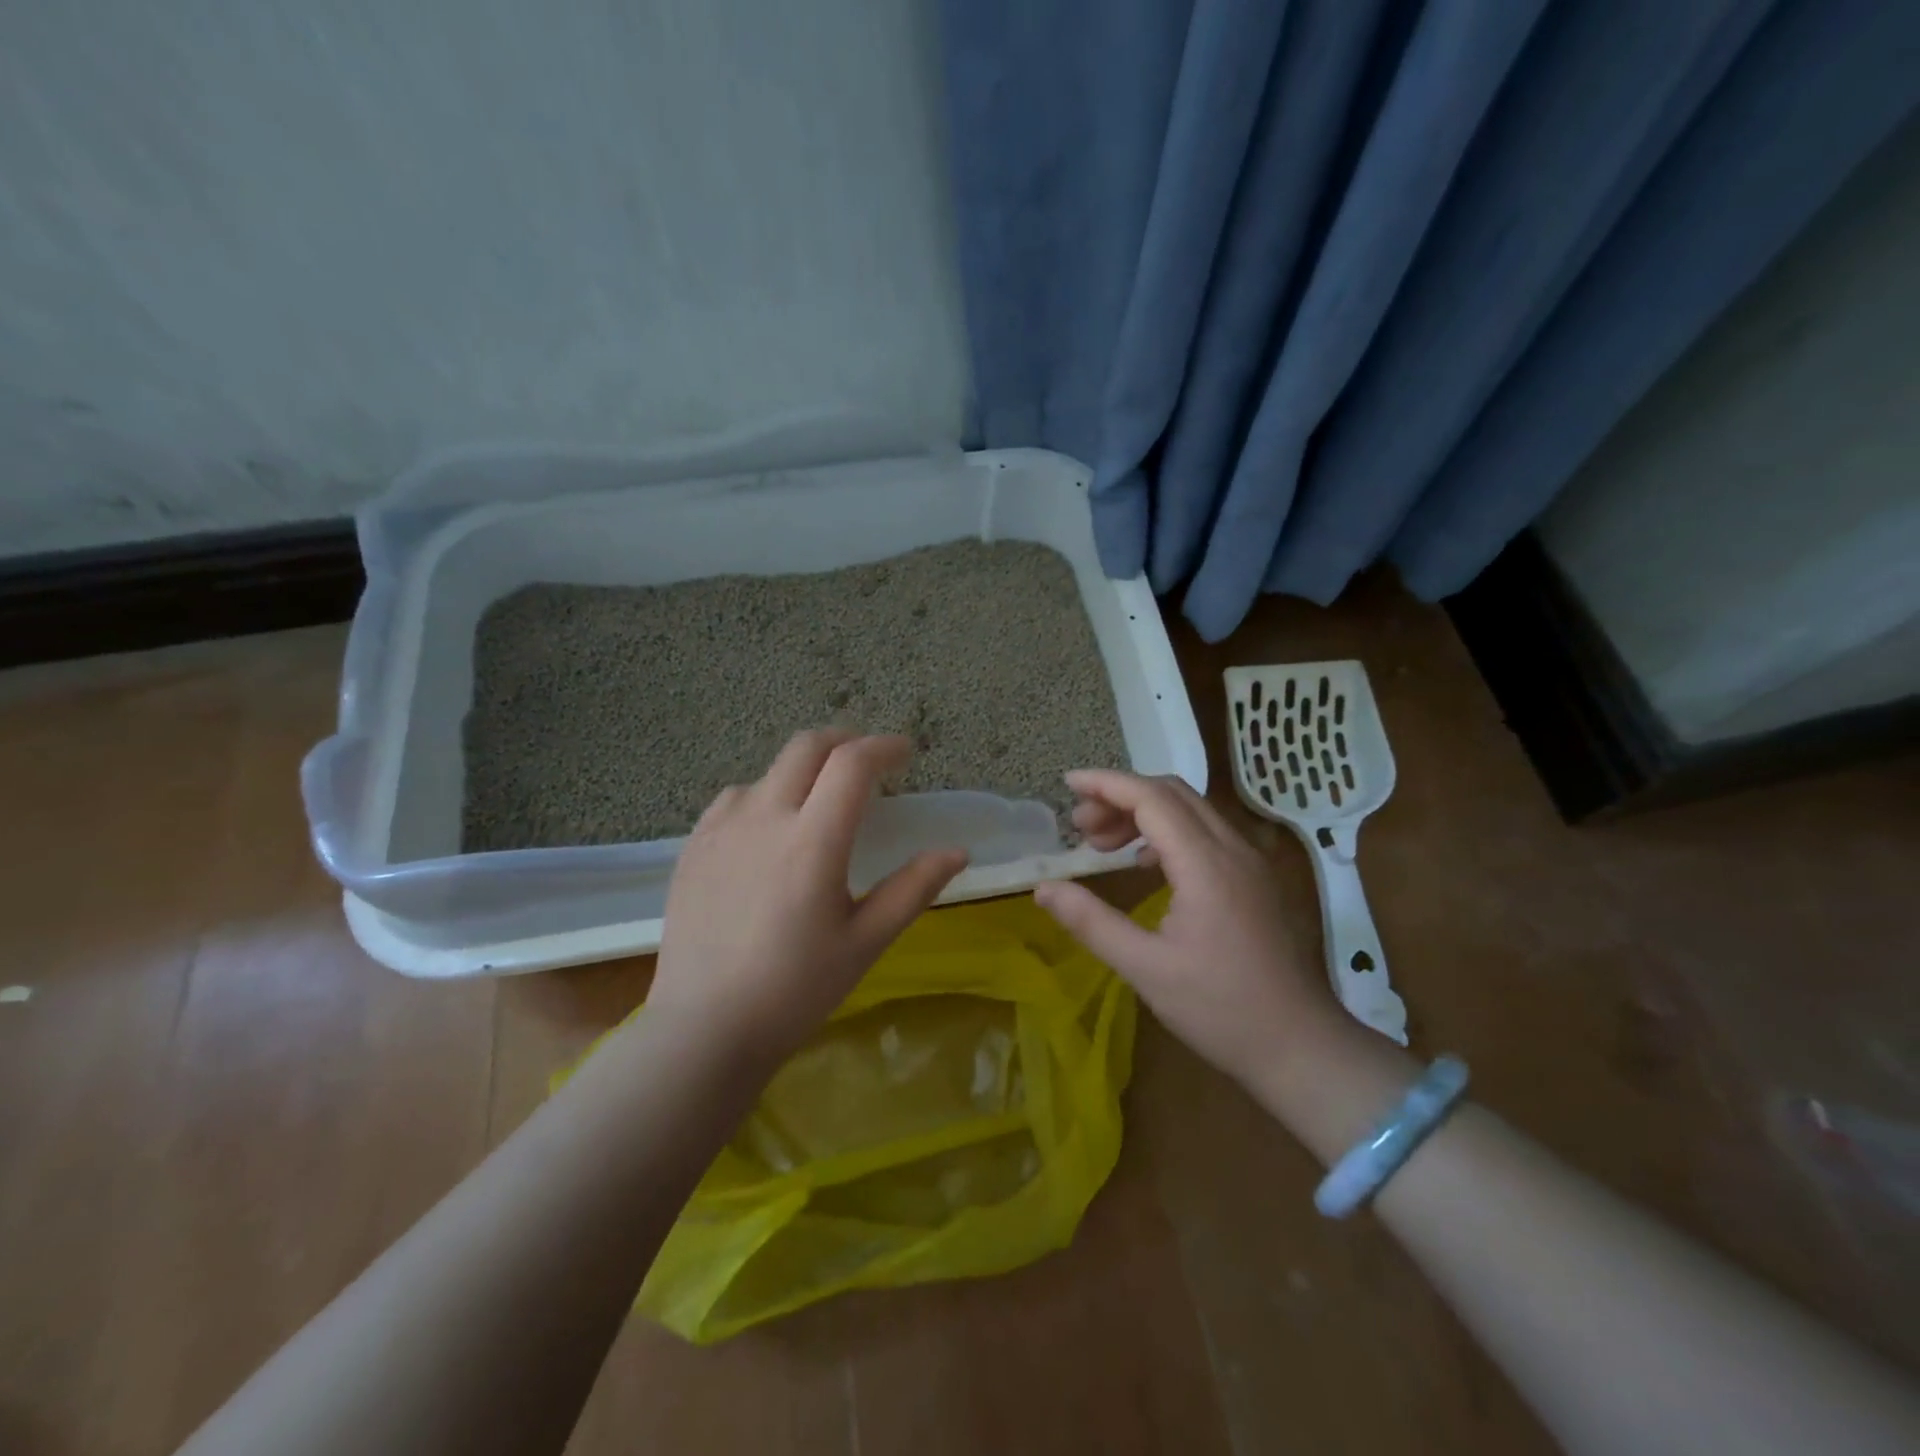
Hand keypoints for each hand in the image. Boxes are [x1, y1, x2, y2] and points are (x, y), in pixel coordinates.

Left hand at [648, 729, 968, 1068]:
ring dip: (803, 770)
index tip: (905, 753)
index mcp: (812, 841)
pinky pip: (734, 799)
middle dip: (845, 741)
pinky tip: (770, 829)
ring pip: (769, 772)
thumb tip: (957, 852)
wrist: (704, 1029)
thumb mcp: (866, 942)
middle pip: (806, 747)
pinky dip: (766, 795)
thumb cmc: (796, 990)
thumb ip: (913, 889)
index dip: (884, 747)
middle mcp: (764, 818)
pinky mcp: (693, 846)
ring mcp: (721, 829)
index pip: (852, 764)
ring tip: (820, 801)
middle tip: (869, 760)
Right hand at [1034, 769, 1338, 1093]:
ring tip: (1103, 844)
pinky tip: (1145, 864)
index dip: (1106, 784)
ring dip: (1144, 814)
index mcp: (1206, 864)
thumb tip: (1043, 889)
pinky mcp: (1256, 880)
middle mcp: (1233, 849)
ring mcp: (1251, 862)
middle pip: (1172, 794)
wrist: (1301, 1047)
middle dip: (1120, 797)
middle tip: (1080, 826)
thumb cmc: (1221, 1010)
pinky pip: (1207, 833)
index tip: (1067, 783)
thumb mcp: (1145, 969)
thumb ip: (1091, 922)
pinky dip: (1168, 833)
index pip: (1151, 798)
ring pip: (1191, 811)